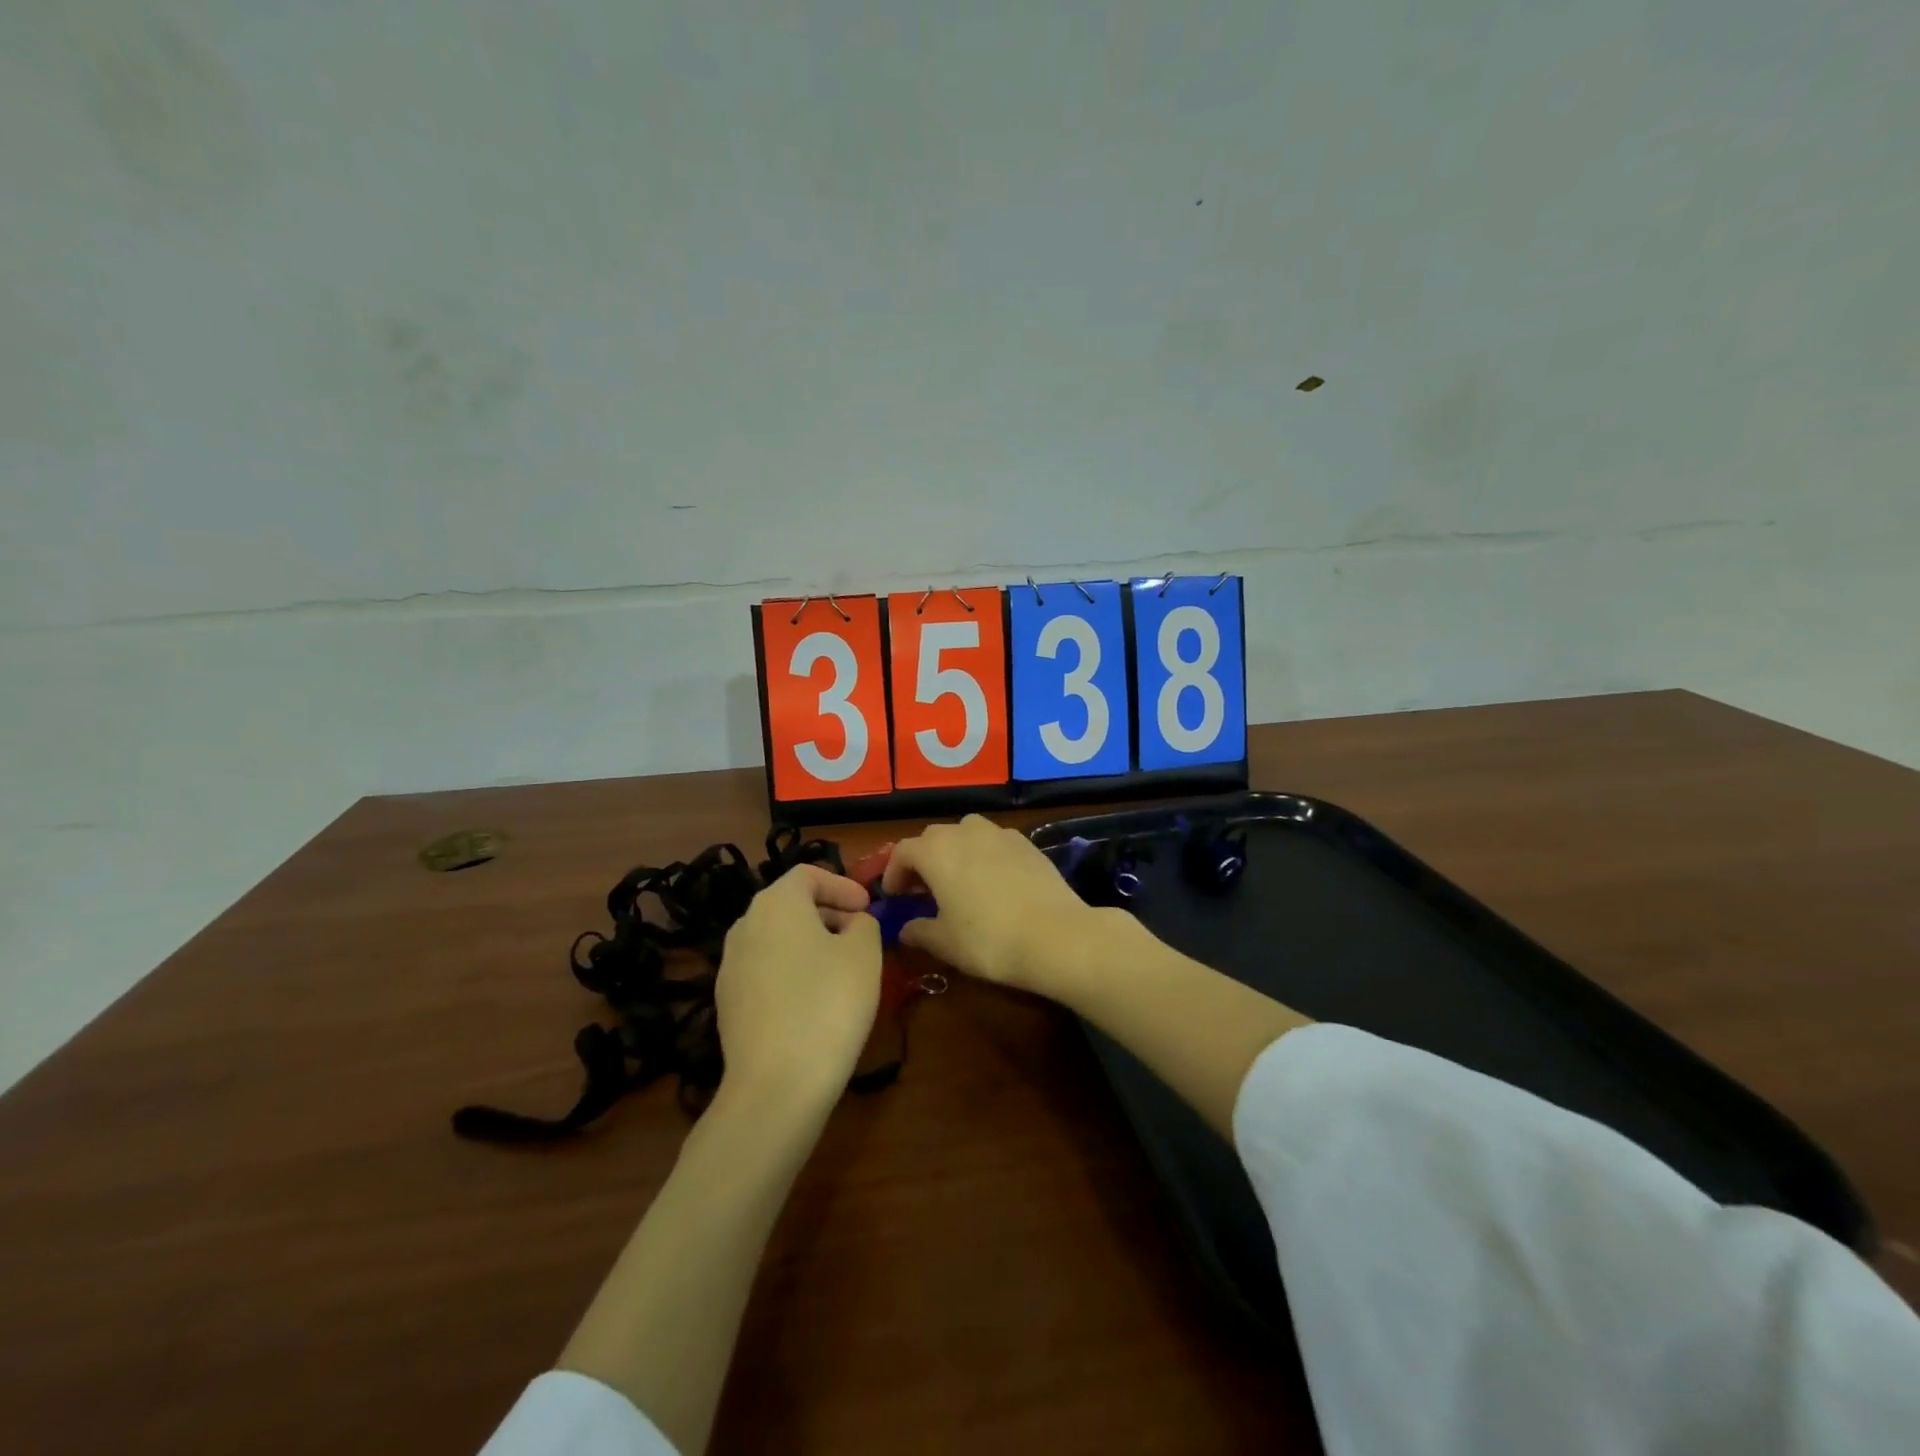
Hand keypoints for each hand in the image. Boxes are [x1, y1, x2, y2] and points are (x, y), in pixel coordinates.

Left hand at [716, 864, 881, 1105]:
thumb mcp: (864, 953)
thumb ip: (864, 924)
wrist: (776, 1085)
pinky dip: (791, 971)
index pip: (808, 874)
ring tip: (841, 969)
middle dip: (828, 913)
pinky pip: (765, 970)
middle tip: (860, 936)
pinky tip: (813, 1002)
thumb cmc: (828, 1004)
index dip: (842, 885)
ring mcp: (729, 966)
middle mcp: (745, 926)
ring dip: (810, 943)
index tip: (867, 908)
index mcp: (776, 903)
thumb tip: (852, 923)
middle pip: (790, 904)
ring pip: (776, 939)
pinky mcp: (726, 1003)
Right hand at [880, 814, 1109, 994]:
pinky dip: (984, 854)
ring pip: (966, 832)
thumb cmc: (989, 939)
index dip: (893, 872)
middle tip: (922, 889)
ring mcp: (999, 833)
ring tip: (958, 879)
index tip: (894, 895)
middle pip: (933, 837)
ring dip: (955, 851)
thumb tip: (906, 929)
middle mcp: (964, 832)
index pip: (903, 851)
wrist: (1055, 935)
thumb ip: (919, 931)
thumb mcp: (945, 943)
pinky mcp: (1026, 843)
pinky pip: (994, 841)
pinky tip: (992, 880)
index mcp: (936, 851)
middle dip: (923, 860)